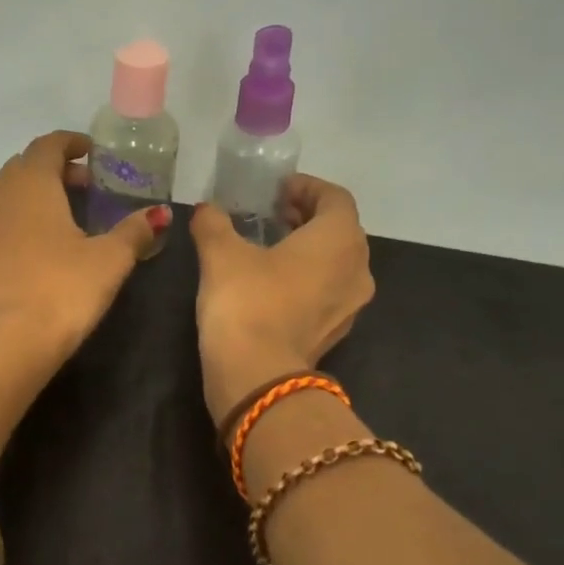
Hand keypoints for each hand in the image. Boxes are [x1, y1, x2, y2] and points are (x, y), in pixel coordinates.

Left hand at [0, 130, 169, 359]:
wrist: (10, 342)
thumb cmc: (63, 289)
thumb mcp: (110, 259)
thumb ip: (134, 231)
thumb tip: (160, 213)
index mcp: (31, 184)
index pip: (48, 145)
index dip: (71, 143)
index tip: (92, 152)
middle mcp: (0, 195)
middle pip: (26, 166)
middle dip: (56, 168)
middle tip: (88, 185)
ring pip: (10, 193)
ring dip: (38, 193)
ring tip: (69, 213)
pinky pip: (2, 220)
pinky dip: (24, 218)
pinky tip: (46, 244)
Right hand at [190, 175, 374, 425]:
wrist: (258, 377)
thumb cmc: (246, 302)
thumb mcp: (221, 253)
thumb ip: (214, 223)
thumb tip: (205, 209)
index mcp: (339, 239)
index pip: (335, 198)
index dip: (306, 187)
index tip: (278, 190)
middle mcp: (358, 268)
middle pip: (341, 229)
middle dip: (309, 217)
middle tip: (274, 213)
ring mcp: (352, 305)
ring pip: (338, 262)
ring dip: (311, 249)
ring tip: (273, 247)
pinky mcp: (337, 332)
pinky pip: (329, 291)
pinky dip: (309, 278)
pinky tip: (275, 284)